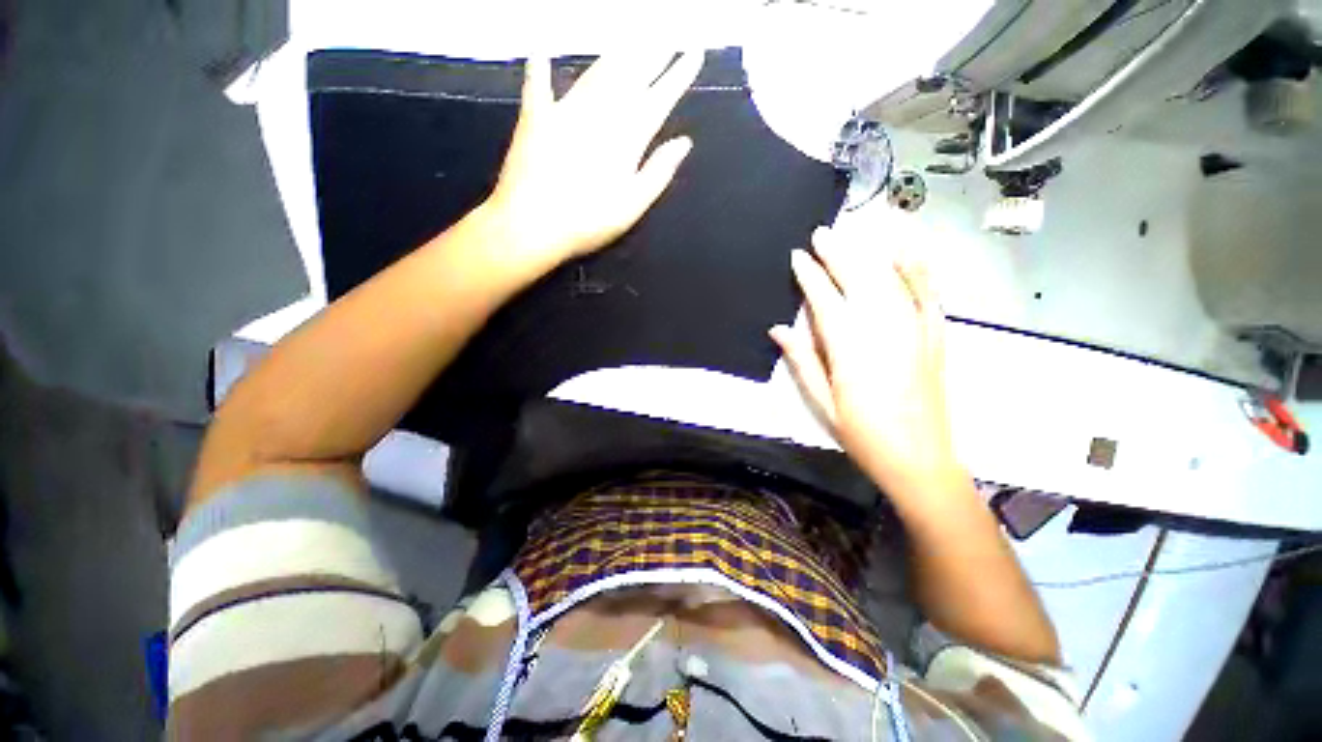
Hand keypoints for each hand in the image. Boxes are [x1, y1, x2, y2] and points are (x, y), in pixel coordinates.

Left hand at [482, 52, 701, 272]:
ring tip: (631, 39)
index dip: (677, 75)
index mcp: (626, 139)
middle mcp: (598, 115)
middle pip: (629, 76)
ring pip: (595, 73)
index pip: (658, 98)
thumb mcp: (632, 206)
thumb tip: (684, 142)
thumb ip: (658, 172)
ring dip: (615, 55)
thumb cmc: (587, 222)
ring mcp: (564, 112)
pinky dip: (540, 68)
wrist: (531, 225)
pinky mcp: (534, 118)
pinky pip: (538, 85)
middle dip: (651, 54)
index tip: (693, 52)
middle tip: (666, 35)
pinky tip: (541, 51)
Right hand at [770, 228, 958, 495]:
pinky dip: (916, 269)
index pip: (825, 299)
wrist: (919, 458)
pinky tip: (905, 252)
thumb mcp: (821, 402)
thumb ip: (801, 360)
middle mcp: (882, 329)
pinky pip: (927, 293)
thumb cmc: (862, 433)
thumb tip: (778, 329)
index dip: (809, 275)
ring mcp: (914, 329)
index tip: (797, 256)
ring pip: (889, 279)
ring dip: (867, 254)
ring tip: (851, 237)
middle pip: (858, 279)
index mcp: (849, 347)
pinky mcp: (934, 335)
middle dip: (837, 253)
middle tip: (821, 234)